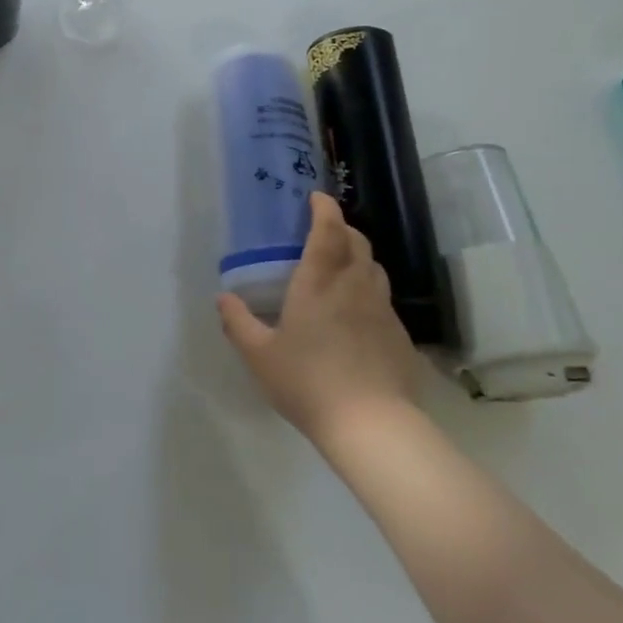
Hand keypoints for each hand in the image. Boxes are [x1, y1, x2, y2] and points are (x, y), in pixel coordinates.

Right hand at [218, 192, 419, 446]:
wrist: (372, 425)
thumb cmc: (308, 382)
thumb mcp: (260, 356)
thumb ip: (238, 323)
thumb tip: (223, 298)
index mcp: (319, 282)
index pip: (327, 230)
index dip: (324, 208)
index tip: (316, 197)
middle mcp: (354, 285)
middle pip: (356, 242)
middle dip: (341, 228)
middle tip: (324, 230)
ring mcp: (382, 309)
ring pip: (374, 267)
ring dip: (358, 256)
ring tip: (341, 266)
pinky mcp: (399, 334)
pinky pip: (383, 298)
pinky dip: (369, 290)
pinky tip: (357, 313)